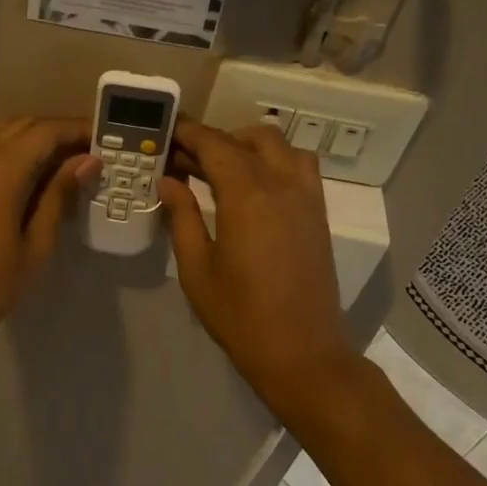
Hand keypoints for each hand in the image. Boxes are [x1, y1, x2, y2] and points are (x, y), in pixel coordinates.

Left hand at [0, 118, 97, 360]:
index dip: (76, 130)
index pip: (44, 132)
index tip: (103, 139)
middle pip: (21, 125)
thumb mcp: (35, 245)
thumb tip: (86, 162)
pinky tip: (24, 175)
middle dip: (56, 131)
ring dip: (30, 137)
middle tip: (86, 152)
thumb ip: (59, 196)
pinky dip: (6, 148)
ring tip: (59, 161)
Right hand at [159, 122, 360, 413]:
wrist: (302, 352)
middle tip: (188, 158)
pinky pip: (301, 167)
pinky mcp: (319, 214)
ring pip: (282, 147)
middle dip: (218, 139)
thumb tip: (168, 180)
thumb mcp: (197, 268)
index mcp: (247, 195)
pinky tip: (255, 187)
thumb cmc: (240, 315)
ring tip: (225, 168)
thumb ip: (182, 217)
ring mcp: (307, 198)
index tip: (167, 133)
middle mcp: (282, 185)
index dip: (189, 134)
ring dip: (252, 146)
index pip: (215, 145)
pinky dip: (277, 161)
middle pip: (251, 138)